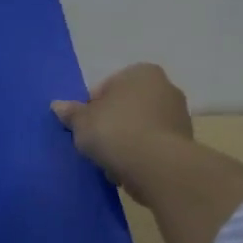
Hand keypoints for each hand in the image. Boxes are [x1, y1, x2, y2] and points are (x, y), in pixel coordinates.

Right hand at [52, 63, 193, 204]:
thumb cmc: (115, 131)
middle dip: (112, 124)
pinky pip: (153, 145)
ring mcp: (179, 114)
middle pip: (127, 107)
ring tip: (111, 162)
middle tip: (97, 145)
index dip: (92, 108)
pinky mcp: (185, 141)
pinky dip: (141, 155)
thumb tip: (58, 105)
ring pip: (140, 127)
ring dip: (126, 142)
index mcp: (141, 72)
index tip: (85, 128)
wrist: (156, 165)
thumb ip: (71, 113)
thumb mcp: (82, 122)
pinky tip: (128, 170)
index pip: (107, 87)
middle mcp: (166, 86)